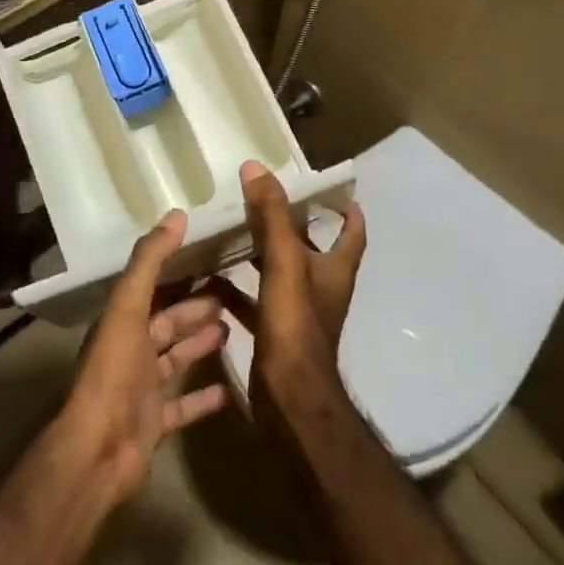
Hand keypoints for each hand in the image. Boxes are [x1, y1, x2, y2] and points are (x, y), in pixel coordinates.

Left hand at [58, 210, 229, 506]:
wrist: (97, 449)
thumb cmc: (113, 371)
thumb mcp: (128, 307)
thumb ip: (150, 261)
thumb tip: (177, 214)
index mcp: (122, 320)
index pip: (155, 287)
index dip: (180, 271)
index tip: (212, 255)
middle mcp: (131, 349)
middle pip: (169, 322)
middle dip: (197, 308)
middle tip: (233, 293)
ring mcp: (143, 388)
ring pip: (177, 358)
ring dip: (200, 344)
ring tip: (234, 328)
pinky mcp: (155, 422)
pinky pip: (184, 405)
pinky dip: (205, 397)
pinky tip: (232, 389)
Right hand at [222, 160, 367, 409]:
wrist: (290, 397)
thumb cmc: (296, 324)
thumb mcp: (285, 261)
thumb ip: (272, 215)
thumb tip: (256, 167)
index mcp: (336, 269)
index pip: (352, 231)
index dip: (346, 208)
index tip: (329, 188)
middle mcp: (322, 288)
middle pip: (311, 248)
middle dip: (290, 226)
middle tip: (260, 201)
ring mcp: (299, 313)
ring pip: (280, 274)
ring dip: (260, 255)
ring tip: (230, 232)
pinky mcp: (276, 333)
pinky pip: (255, 302)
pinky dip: (237, 290)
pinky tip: (211, 279)